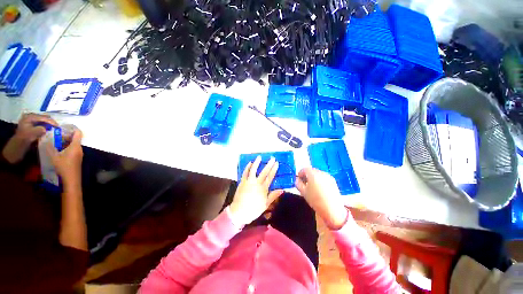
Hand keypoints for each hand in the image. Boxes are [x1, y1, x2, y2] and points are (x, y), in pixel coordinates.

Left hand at [2, 113, 57, 163]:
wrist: (16, 148)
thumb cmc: (22, 142)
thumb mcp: (29, 136)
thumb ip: (37, 130)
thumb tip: (45, 129)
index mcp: (29, 117)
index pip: (43, 117)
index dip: (51, 122)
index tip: (59, 127)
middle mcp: (31, 117)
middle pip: (44, 118)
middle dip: (52, 123)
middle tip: (58, 129)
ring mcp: (32, 121)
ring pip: (45, 121)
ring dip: (50, 125)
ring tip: (56, 130)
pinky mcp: (33, 126)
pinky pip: (43, 125)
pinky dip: (48, 128)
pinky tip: (51, 131)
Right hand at [45, 129, 83, 188]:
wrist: (71, 179)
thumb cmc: (64, 167)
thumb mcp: (54, 156)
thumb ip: (50, 147)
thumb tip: (45, 139)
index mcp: (76, 146)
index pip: (78, 133)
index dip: (72, 128)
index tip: (63, 126)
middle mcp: (79, 148)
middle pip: (75, 138)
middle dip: (66, 135)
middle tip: (55, 134)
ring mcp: (79, 153)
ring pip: (73, 144)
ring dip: (65, 141)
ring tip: (54, 140)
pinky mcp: (77, 158)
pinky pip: (72, 149)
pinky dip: (66, 146)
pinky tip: (57, 149)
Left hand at [229, 156, 283, 225]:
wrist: (239, 212)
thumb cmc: (253, 209)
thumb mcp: (265, 204)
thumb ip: (273, 196)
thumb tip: (282, 189)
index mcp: (263, 188)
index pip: (270, 177)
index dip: (274, 169)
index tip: (276, 163)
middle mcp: (256, 183)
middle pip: (264, 172)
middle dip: (269, 164)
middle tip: (272, 158)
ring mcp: (248, 181)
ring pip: (253, 170)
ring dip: (257, 163)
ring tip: (259, 157)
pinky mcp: (242, 181)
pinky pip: (245, 173)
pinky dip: (247, 167)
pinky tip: (250, 163)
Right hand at [296, 168, 348, 229]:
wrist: (332, 210)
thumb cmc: (315, 200)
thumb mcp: (303, 192)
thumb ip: (298, 184)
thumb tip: (297, 180)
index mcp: (313, 174)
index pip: (304, 169)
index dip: (300, 173)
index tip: (299, 179)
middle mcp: (321, 173)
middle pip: (311, 170)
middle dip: (307, 175)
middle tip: (304, 183)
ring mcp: (328, 176)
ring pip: (318, 174)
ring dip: (313, 178)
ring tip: (312, 187)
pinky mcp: (333, 181)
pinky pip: (323, 177)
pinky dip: (320, 180)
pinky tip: (319, 189)